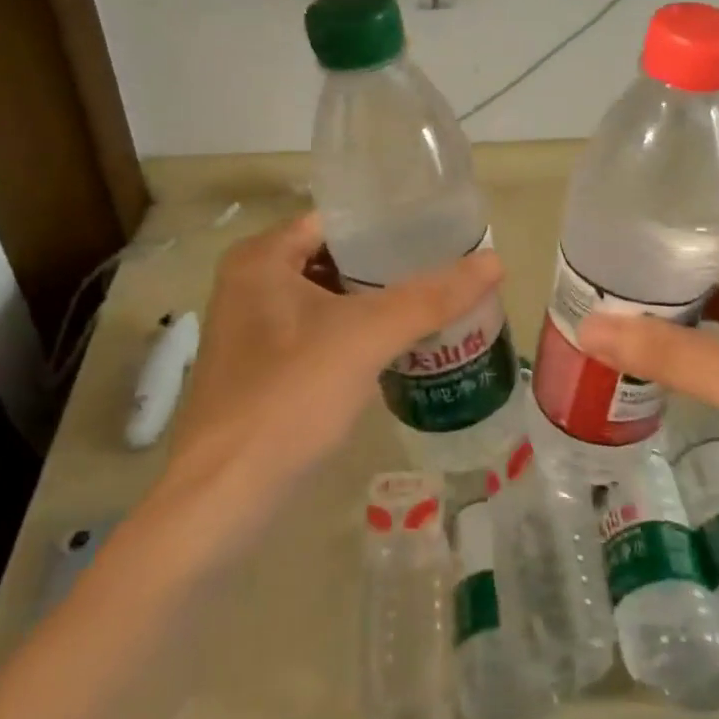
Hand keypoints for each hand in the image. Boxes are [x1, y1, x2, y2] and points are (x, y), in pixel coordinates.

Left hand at [144, 213, 502, 564]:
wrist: (223, 498)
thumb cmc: (289, 398)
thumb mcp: (366, 338)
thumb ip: (431, 298)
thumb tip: (495, 261)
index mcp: (261, 258)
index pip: (338, 220)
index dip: (389, 224)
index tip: (441, 232)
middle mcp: (249, 284)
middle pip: (335, 259)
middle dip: (388, 267)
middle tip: (446, 270)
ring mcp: (251, 330)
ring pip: (328, 300)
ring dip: (374, 304)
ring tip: (434, 304)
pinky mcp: (260, 370)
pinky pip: (318, 335)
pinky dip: (355, 336)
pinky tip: (397, 348)